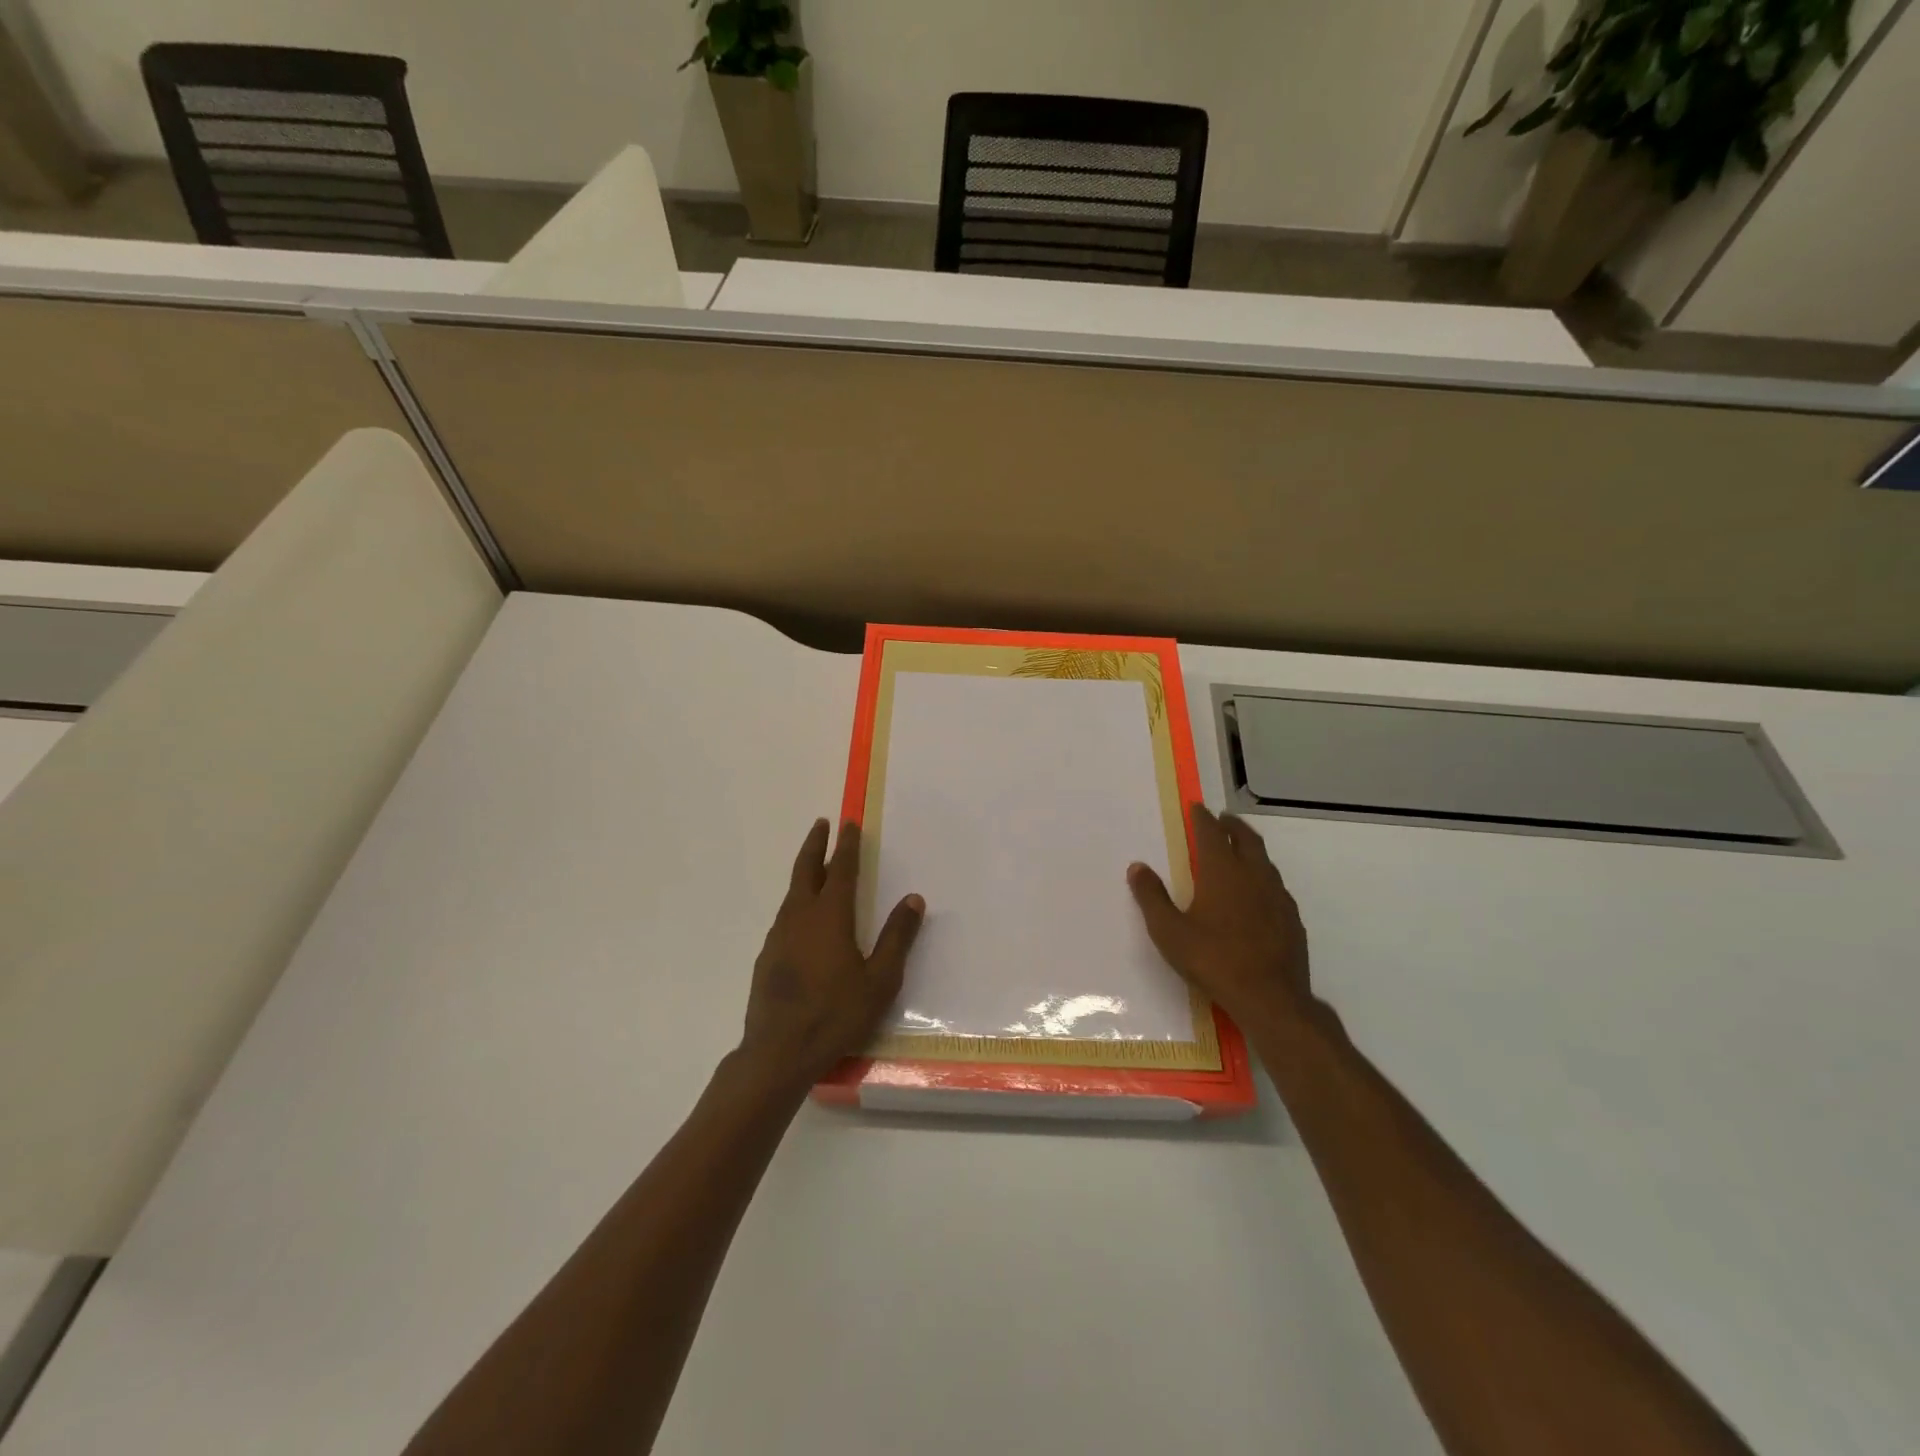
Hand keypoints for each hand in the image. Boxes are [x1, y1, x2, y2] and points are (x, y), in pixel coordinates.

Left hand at [739, 819, 923, 1089]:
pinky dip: (797, 901)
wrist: (778, 1052)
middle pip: (806, 870)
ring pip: (793, 892)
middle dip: (815, 844)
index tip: (849, 823)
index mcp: (830, 916)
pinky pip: (785, 916)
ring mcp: (779, 936)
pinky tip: (802, 918)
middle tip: (822, 824)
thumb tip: (914, 899)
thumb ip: (897, 937)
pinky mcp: (767, 957)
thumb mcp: (880, 979)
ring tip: (815, 866)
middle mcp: (801, 917)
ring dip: (804, 872)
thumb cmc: (836, 1014)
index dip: (847, 845)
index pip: (841, 869)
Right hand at [1128, 805, 1313, 1033]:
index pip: (1212, 833)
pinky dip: (1264, 876)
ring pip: (1265, 861)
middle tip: (1222, 820)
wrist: (1270, 998)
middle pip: (1246, 839)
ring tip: (1240, 850)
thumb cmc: (1213, 960)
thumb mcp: (1169, 931)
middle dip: (1232, 826)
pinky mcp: (1292, 919)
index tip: (1197, 808)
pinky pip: (1276, 885)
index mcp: (1222, 872)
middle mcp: (1253, 875)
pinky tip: (1258, 892)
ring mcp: (1277, 897)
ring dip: (1251, 848)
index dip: (1203, 818)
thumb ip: (1152, 897)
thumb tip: (1137, 867)